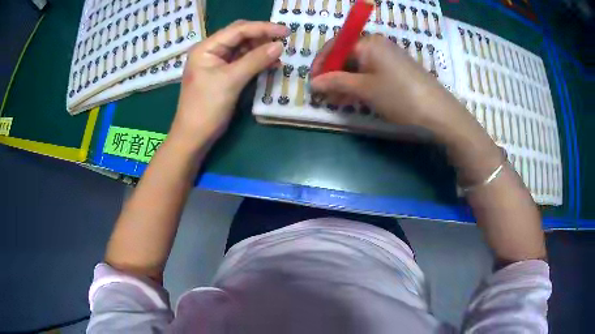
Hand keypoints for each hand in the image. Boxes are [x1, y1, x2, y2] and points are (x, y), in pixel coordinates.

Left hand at [170, 21, 287, 149]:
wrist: (194, 137)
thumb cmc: (206, 108)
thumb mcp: (231, 81)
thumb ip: (255, 60)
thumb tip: (280, 45)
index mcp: (206, 48)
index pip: (238, 30)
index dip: (263, 28)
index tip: (286, 31)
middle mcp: (211, 51)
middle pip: (240, 36)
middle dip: (262, 37)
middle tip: (284, 40)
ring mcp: (216, 63)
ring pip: (243, 48)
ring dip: (261, 49)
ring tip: (280, 54)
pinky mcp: (223, 74)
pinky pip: (243, 62)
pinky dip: (257, 62)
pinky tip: (271, 65)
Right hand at [310, 35, 470, 134]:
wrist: (438, 112)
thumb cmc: (399, 96)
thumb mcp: (365, 89)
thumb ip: (336, 82)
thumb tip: (313, 82)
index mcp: (368, 42)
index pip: (335, 46)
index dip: (321, 64)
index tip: (312, 83)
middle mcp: (377, 45)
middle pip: (347, 56)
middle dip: (333, 75)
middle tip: (324, 96)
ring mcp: (388, 57)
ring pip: (358, 66)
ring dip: (345, 82)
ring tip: (336, 101)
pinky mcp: (396, 70)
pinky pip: (371, 73)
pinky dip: (360, 84)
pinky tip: (354, 98)